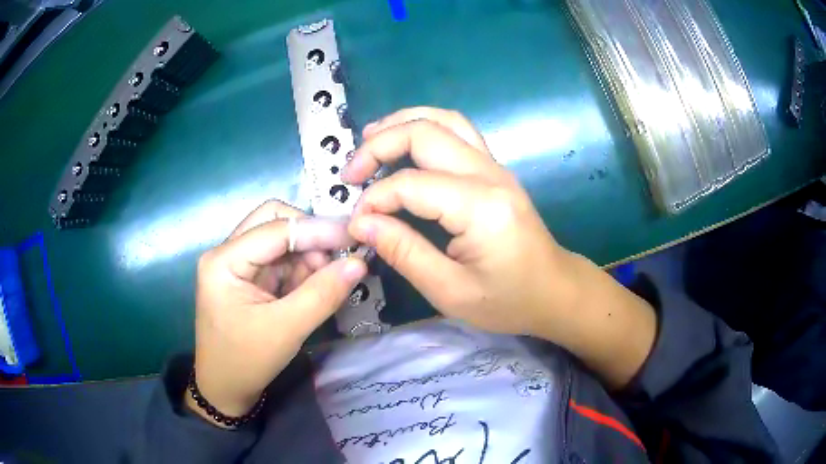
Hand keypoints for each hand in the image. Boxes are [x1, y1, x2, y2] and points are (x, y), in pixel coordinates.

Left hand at [189, 201, 366, 423]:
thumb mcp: (286, 330)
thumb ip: (322, 294)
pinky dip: (301, 270)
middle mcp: (228, 253)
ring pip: (280, 240)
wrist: (225, 389)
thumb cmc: (246, 361)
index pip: (275, 228)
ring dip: (307, 255)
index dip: (316, 230)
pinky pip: (280, 261)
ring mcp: (238, 265)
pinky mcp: (249, 279)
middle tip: (335, 258)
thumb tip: (359, 263)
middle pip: (274, 221)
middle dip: (308, 236)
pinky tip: (312, 289)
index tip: (354, 238)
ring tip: (325, 283)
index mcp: (224, 260)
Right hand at [343, 107, 572, 336]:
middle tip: (350, 174)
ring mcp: (496, 166)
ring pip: (443, 120)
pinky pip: (457, 131)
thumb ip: (404, 253)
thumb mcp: (451, 291)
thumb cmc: (509, 301)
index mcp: (480, 208)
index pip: (410, 184)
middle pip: (425, 133)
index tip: (356, 224)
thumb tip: (362, 224)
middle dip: (378, 145)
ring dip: (401, 123)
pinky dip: (423, 128)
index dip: (374, 199)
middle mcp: (489, 174)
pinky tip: (403, 142)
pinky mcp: (495, 169)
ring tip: (368, 139)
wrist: (555, 290)